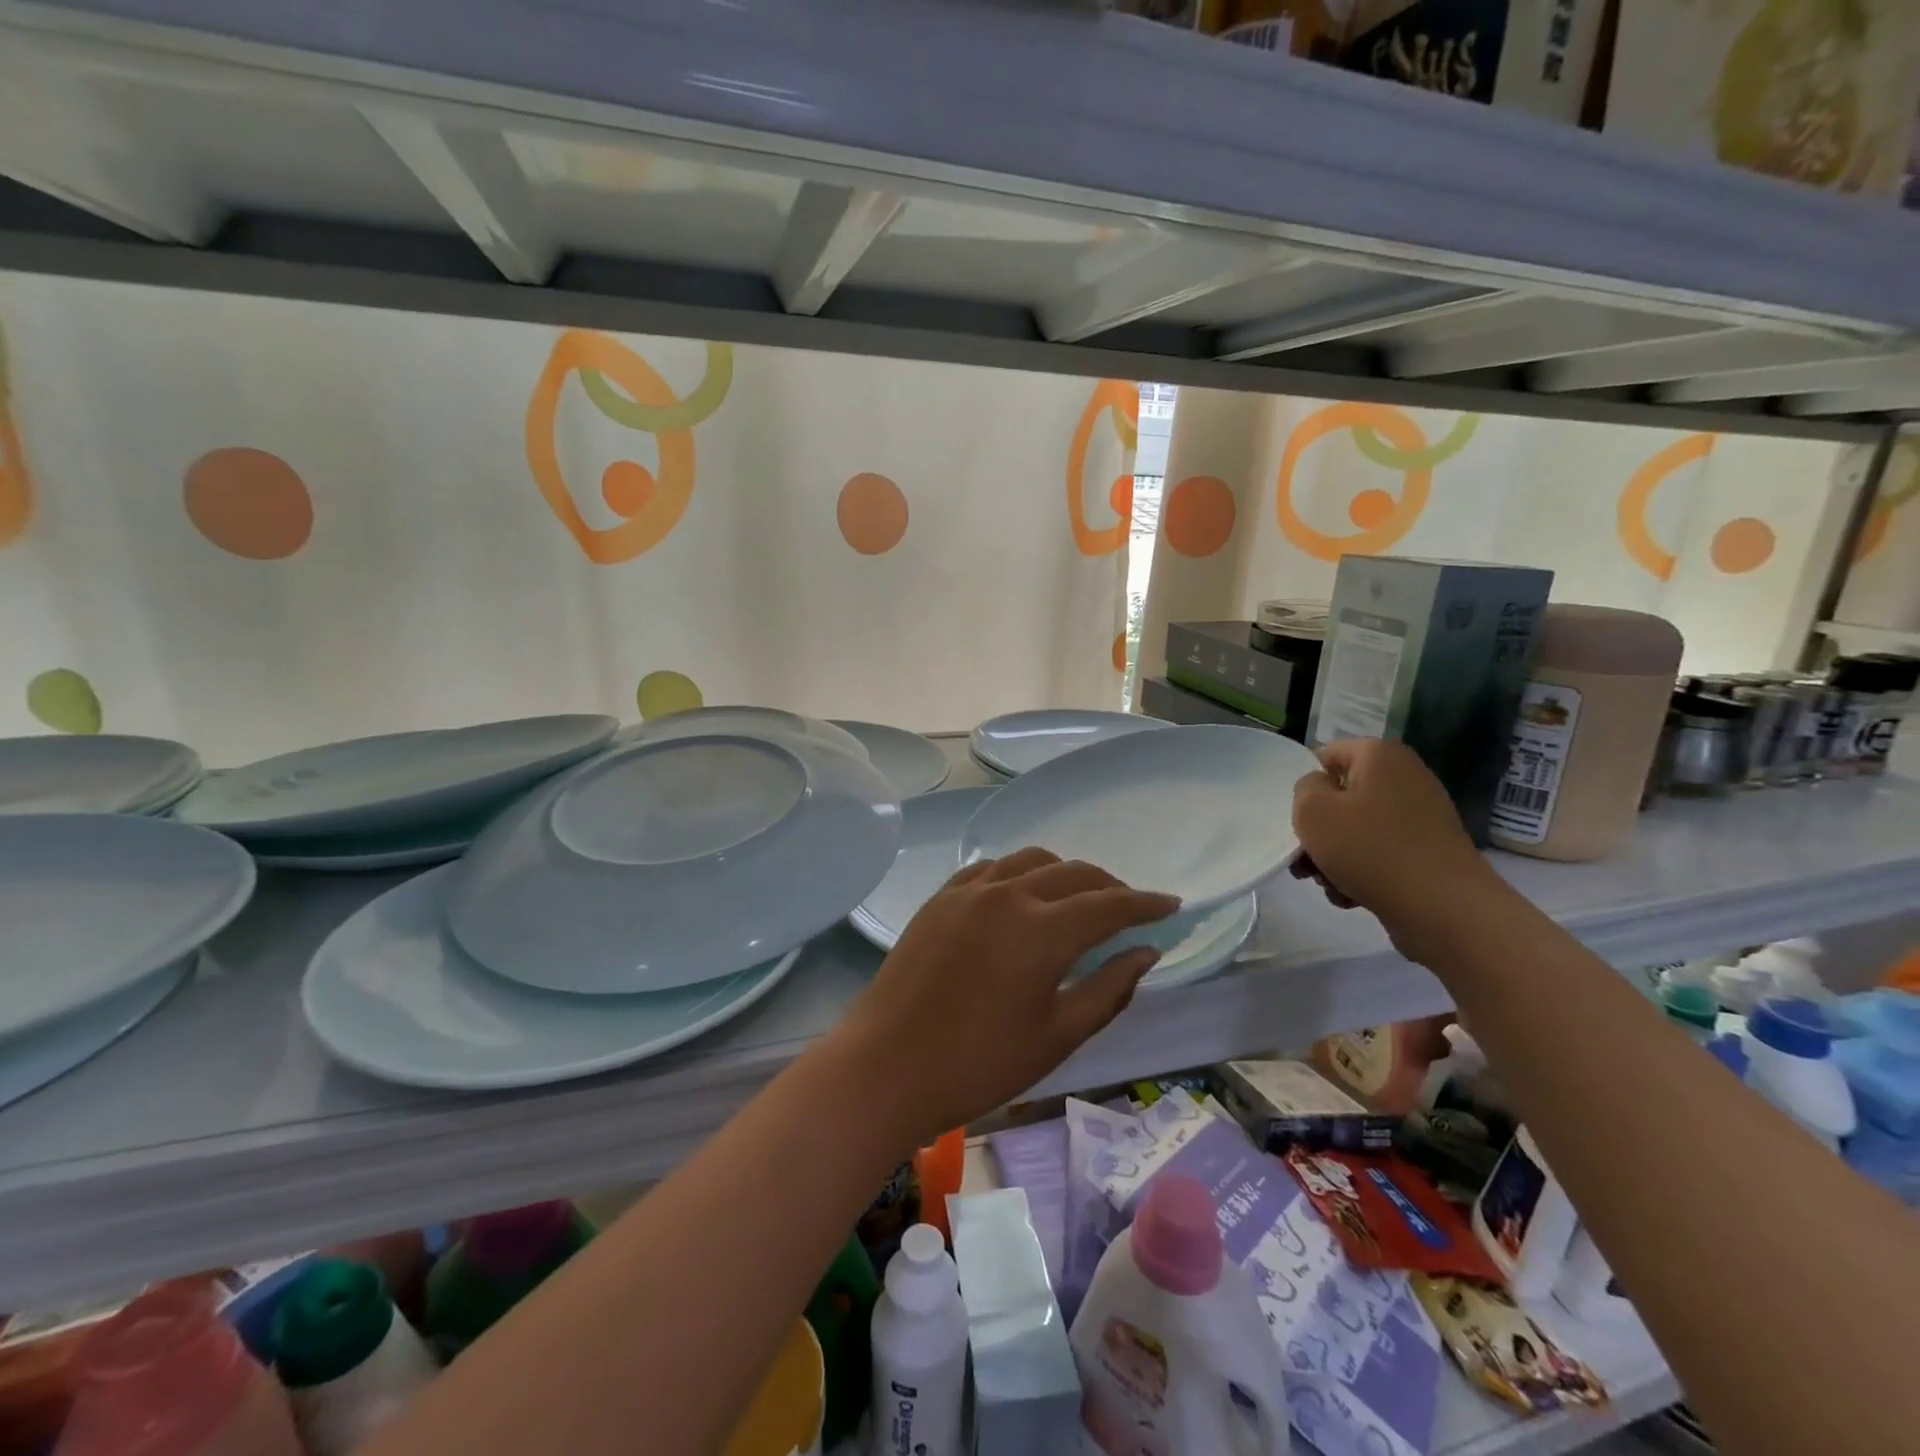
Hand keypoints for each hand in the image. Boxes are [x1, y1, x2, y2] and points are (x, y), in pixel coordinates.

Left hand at [827, 848, 1180, 1146]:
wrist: (886, 1066)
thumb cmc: (979, 1064)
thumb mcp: (1056, 1036)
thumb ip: (1108, 988)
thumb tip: (1144, 952)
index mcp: (1042, 930)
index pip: (1109, 904)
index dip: (1145, 903)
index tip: (1172, 904)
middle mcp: (1008, 894)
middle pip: (1074, 874)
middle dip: (1110, 887)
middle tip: (1129, 909)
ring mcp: (969, 891)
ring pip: (1031, 860)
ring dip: (1065, 873)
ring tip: (1079, 899)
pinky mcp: (940, 898)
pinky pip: (991, 868)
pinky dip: (1020, 874)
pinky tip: (1022, 895)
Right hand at [1290, 739, 1498, 959]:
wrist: (1443, 908)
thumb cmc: (1369, 849)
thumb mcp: (1313, 811)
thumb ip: (1304, 789)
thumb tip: (1320, 791)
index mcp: (1380, 755)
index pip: (1326, 756)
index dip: (1305, 786)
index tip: (1297, 818)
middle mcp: (1405, 777)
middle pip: (1341, 797)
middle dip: (1317, 830)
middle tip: (1304, 860)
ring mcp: (1421, 815)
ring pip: (1357, 828)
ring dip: (1334, 855)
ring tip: (1327, 884)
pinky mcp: (1427, 850)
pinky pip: (1380, 852)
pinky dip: (1361, 870)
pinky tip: (1352, 896)